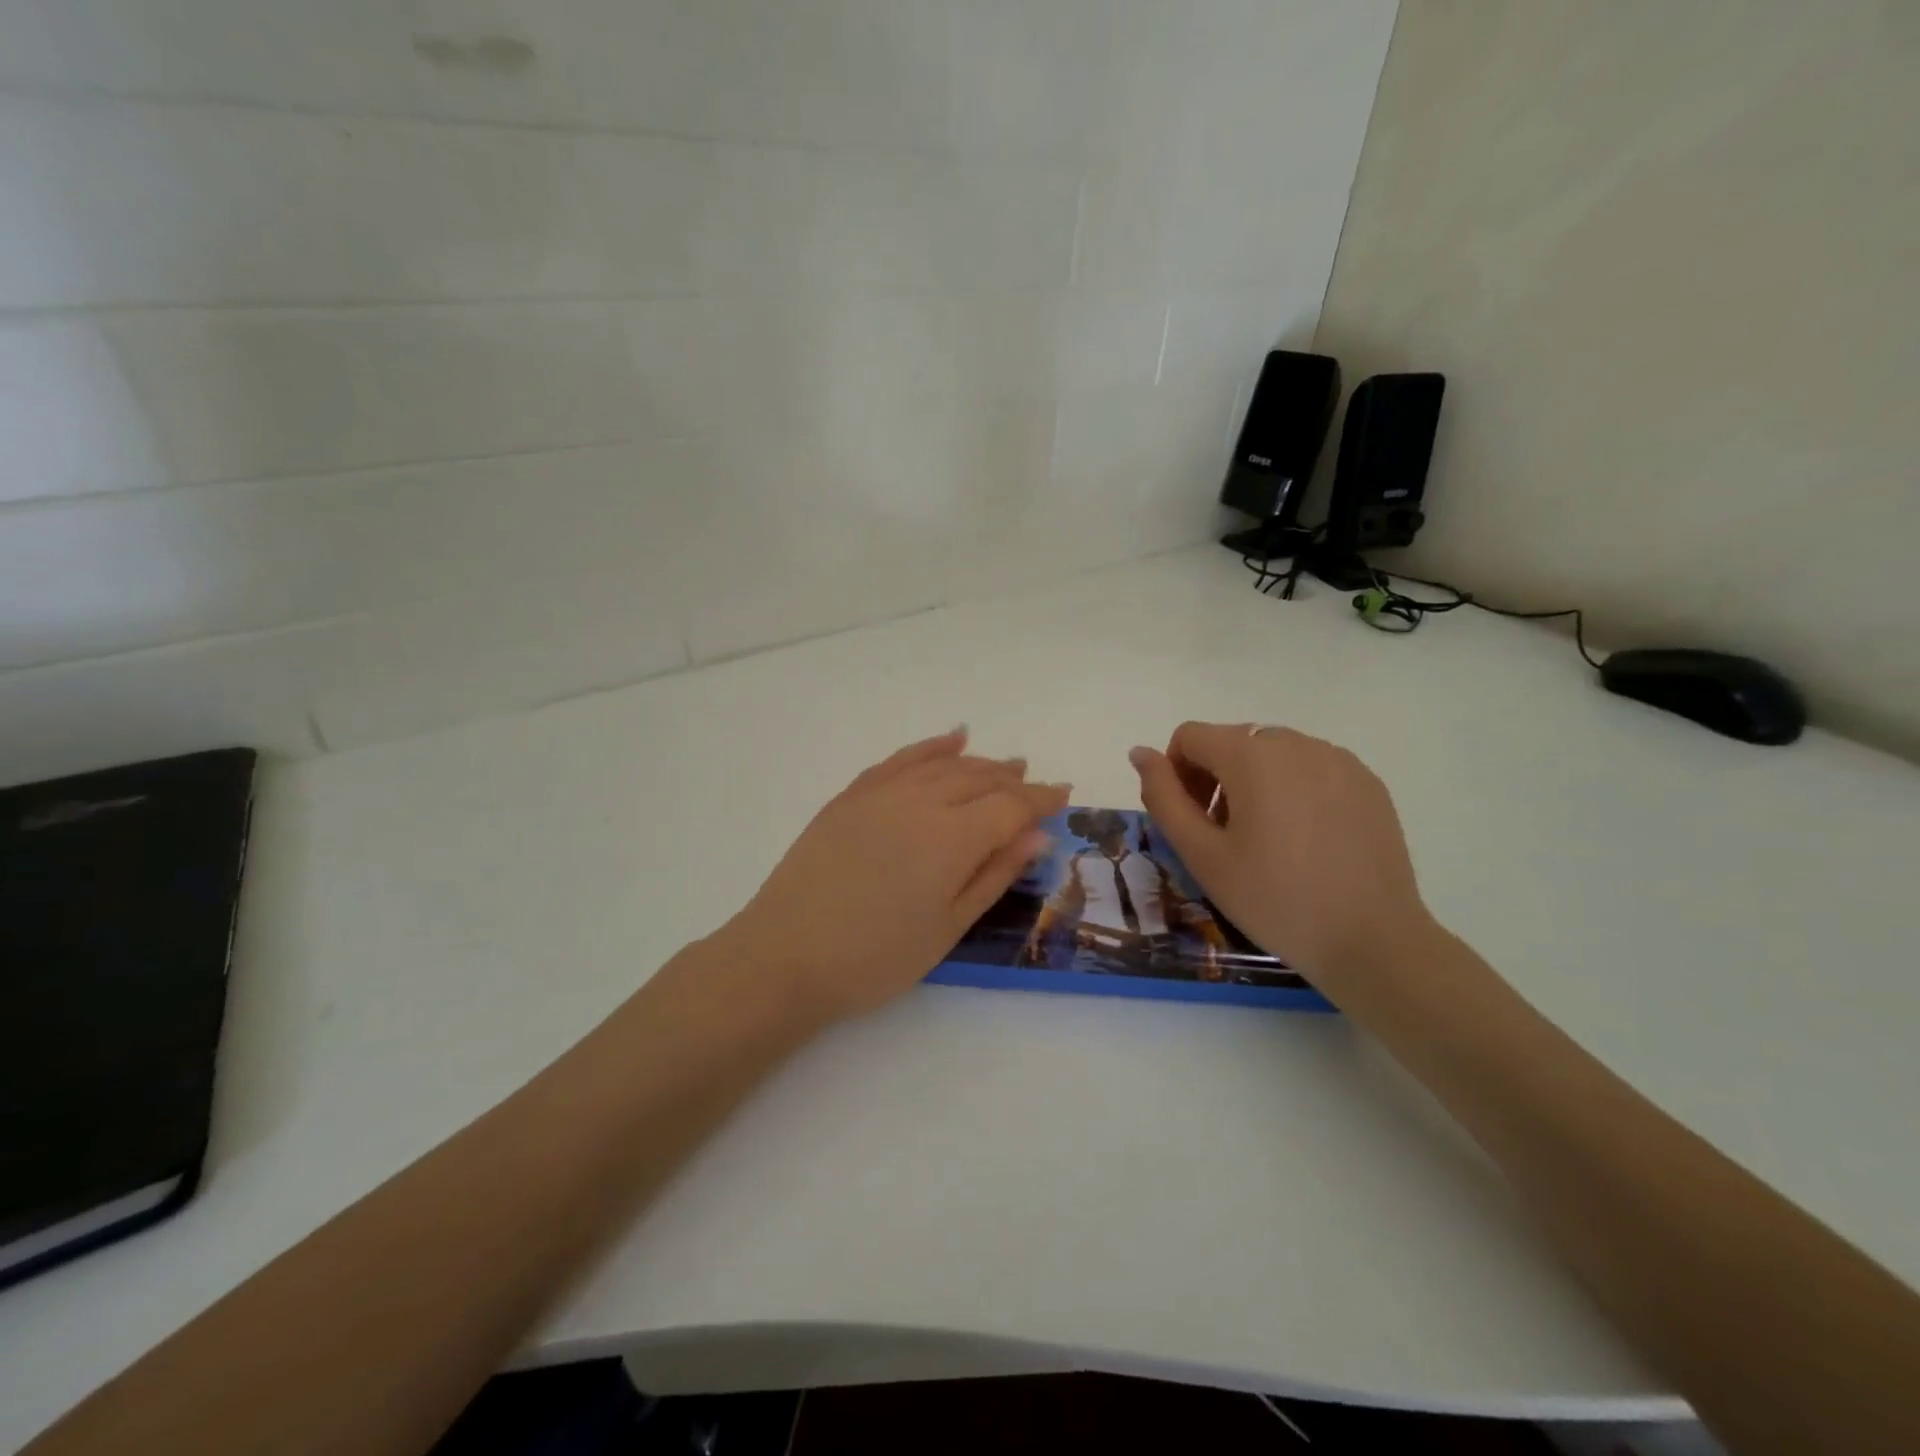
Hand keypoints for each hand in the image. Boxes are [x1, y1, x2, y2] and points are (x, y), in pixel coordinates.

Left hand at [722, 730, 1067, 1025]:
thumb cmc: (876, 957)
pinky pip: (900, 759)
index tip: (1064, 796)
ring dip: (979, 762)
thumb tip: (1038, 835)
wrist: (785, 956)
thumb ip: (994, 874)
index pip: (1011, 806)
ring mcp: (882, 793)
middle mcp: (922, 801)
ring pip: (943, 764)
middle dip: (1013, 779)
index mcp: (953, 838)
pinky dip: (930, 747)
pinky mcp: (852, 796)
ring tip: (1003, 764)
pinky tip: (950, 740)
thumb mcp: (948, 927)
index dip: (1041, 800)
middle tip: (1035, 783)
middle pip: (979, 778)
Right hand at [1128, 723, 1435, 999]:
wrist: (1372, 941)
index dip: (1176, 774)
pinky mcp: (1367, 782)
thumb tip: (1140, 752)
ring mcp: (1338, 760)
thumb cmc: (1274, 899)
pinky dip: (1293, 790)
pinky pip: (1312, 768)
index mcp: (1252, 756)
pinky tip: (1306, 840)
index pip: (1190, 736)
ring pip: (1272, 754)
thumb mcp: (1201, 854)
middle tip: (1223, 837)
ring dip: (1253, 783)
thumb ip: (1163, 796)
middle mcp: (1296, 743)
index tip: (1191, 821)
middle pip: (1232, 742)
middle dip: (1214, 778)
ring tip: (1266, 840)